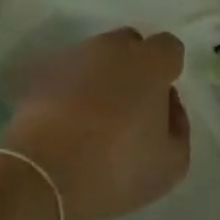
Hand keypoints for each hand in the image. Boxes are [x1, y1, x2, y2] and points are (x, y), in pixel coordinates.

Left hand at [2, 28, 189, 219]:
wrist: (42, 175)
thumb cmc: (116, 168)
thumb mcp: (171, 163)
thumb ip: (178, 125)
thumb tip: (166, 104)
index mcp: (149, 62)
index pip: (169, 47)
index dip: (168, 71)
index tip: (160, 102)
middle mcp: (112, 48)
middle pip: (130, 45)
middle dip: (134, 68)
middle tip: (129, 109)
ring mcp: (73, 57)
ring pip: (96, 58)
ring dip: (101, 78)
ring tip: (94, 120)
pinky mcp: (42, 73)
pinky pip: (68, 75)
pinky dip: (72, 90)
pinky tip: (68, 124)